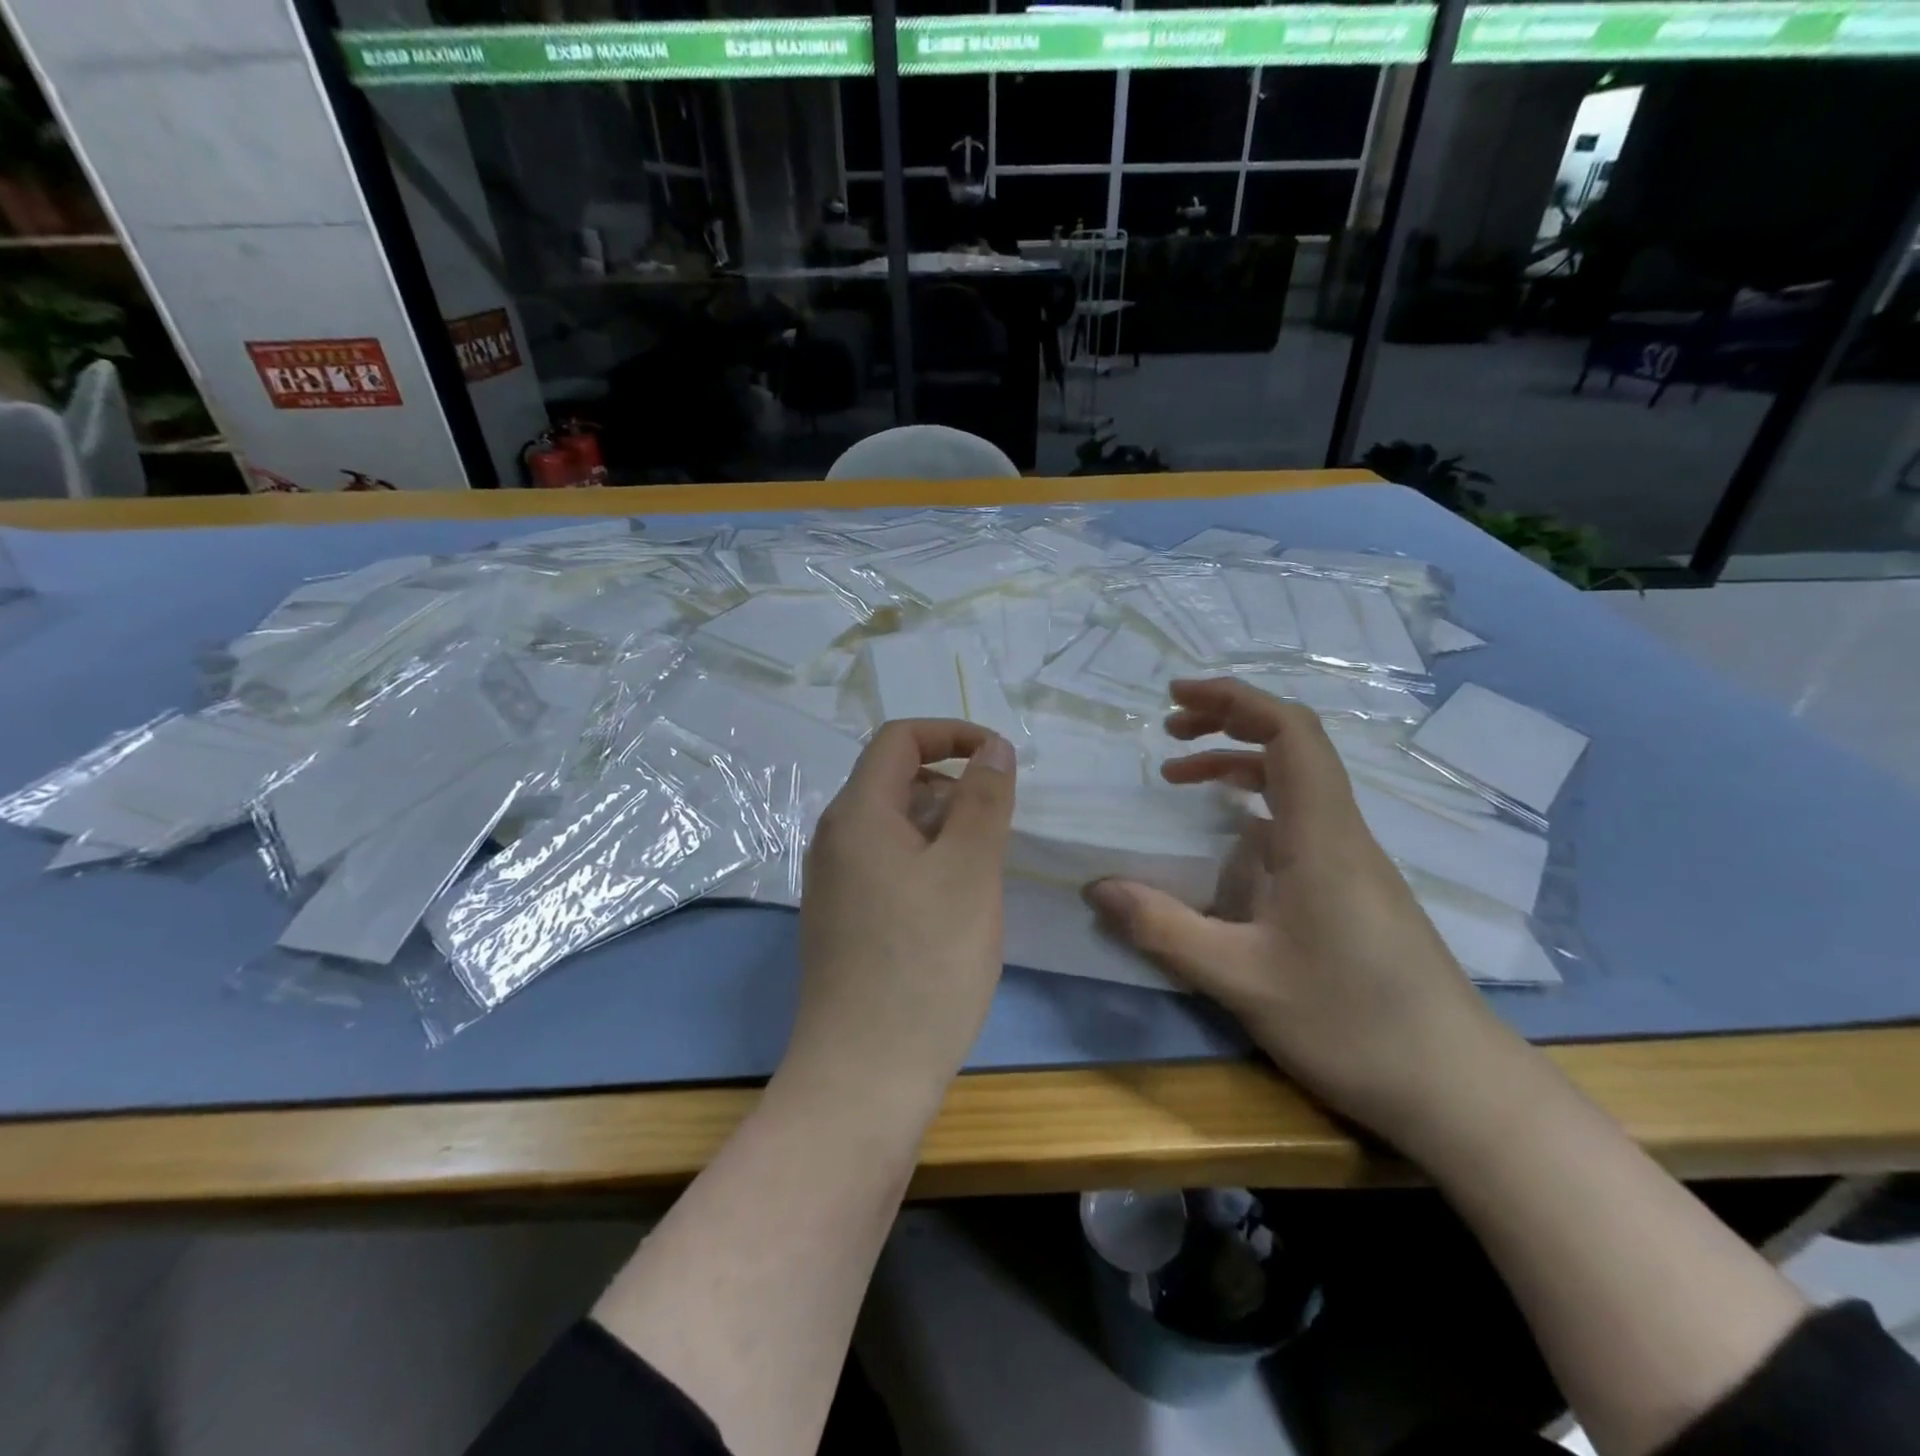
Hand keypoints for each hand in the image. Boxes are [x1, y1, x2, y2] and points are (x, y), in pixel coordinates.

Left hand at [782, 721, 1015, 1118]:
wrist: (865, 1074)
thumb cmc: (926, 962)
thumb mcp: (970, 870)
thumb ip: (984, 799)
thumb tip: (992, 747)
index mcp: (857, 814)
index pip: (899, 739)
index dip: (951, 734)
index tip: (999, 758)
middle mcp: (835, 838)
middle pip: (894, 780)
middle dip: (952, 786)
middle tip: (997, 828)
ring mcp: (833, 882)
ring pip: (894, 826)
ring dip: (943, 828)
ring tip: (983, 872)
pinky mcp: (842, 919)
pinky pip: (886, 865)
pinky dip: (925, 862)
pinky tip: (954, 907)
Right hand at [1084, 678, 1515, 1148]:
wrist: (1458, 1089)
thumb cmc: (1352, 1024)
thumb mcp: (1241, 980)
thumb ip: (1164, 929)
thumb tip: (1097, 888)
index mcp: (1321, 836)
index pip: (1289, 734)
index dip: (1234, 700)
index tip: (1176, 698)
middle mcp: (1341, 833)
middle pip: (1293, 745)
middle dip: (1228, 721)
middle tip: (1169, 729)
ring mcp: (1352, 861)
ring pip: (1295, 784)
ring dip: (1236, 765)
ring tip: (1178, 777)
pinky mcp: (1353, 888)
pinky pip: (1298, 821)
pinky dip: (1252, 807)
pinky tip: (1223, 842)